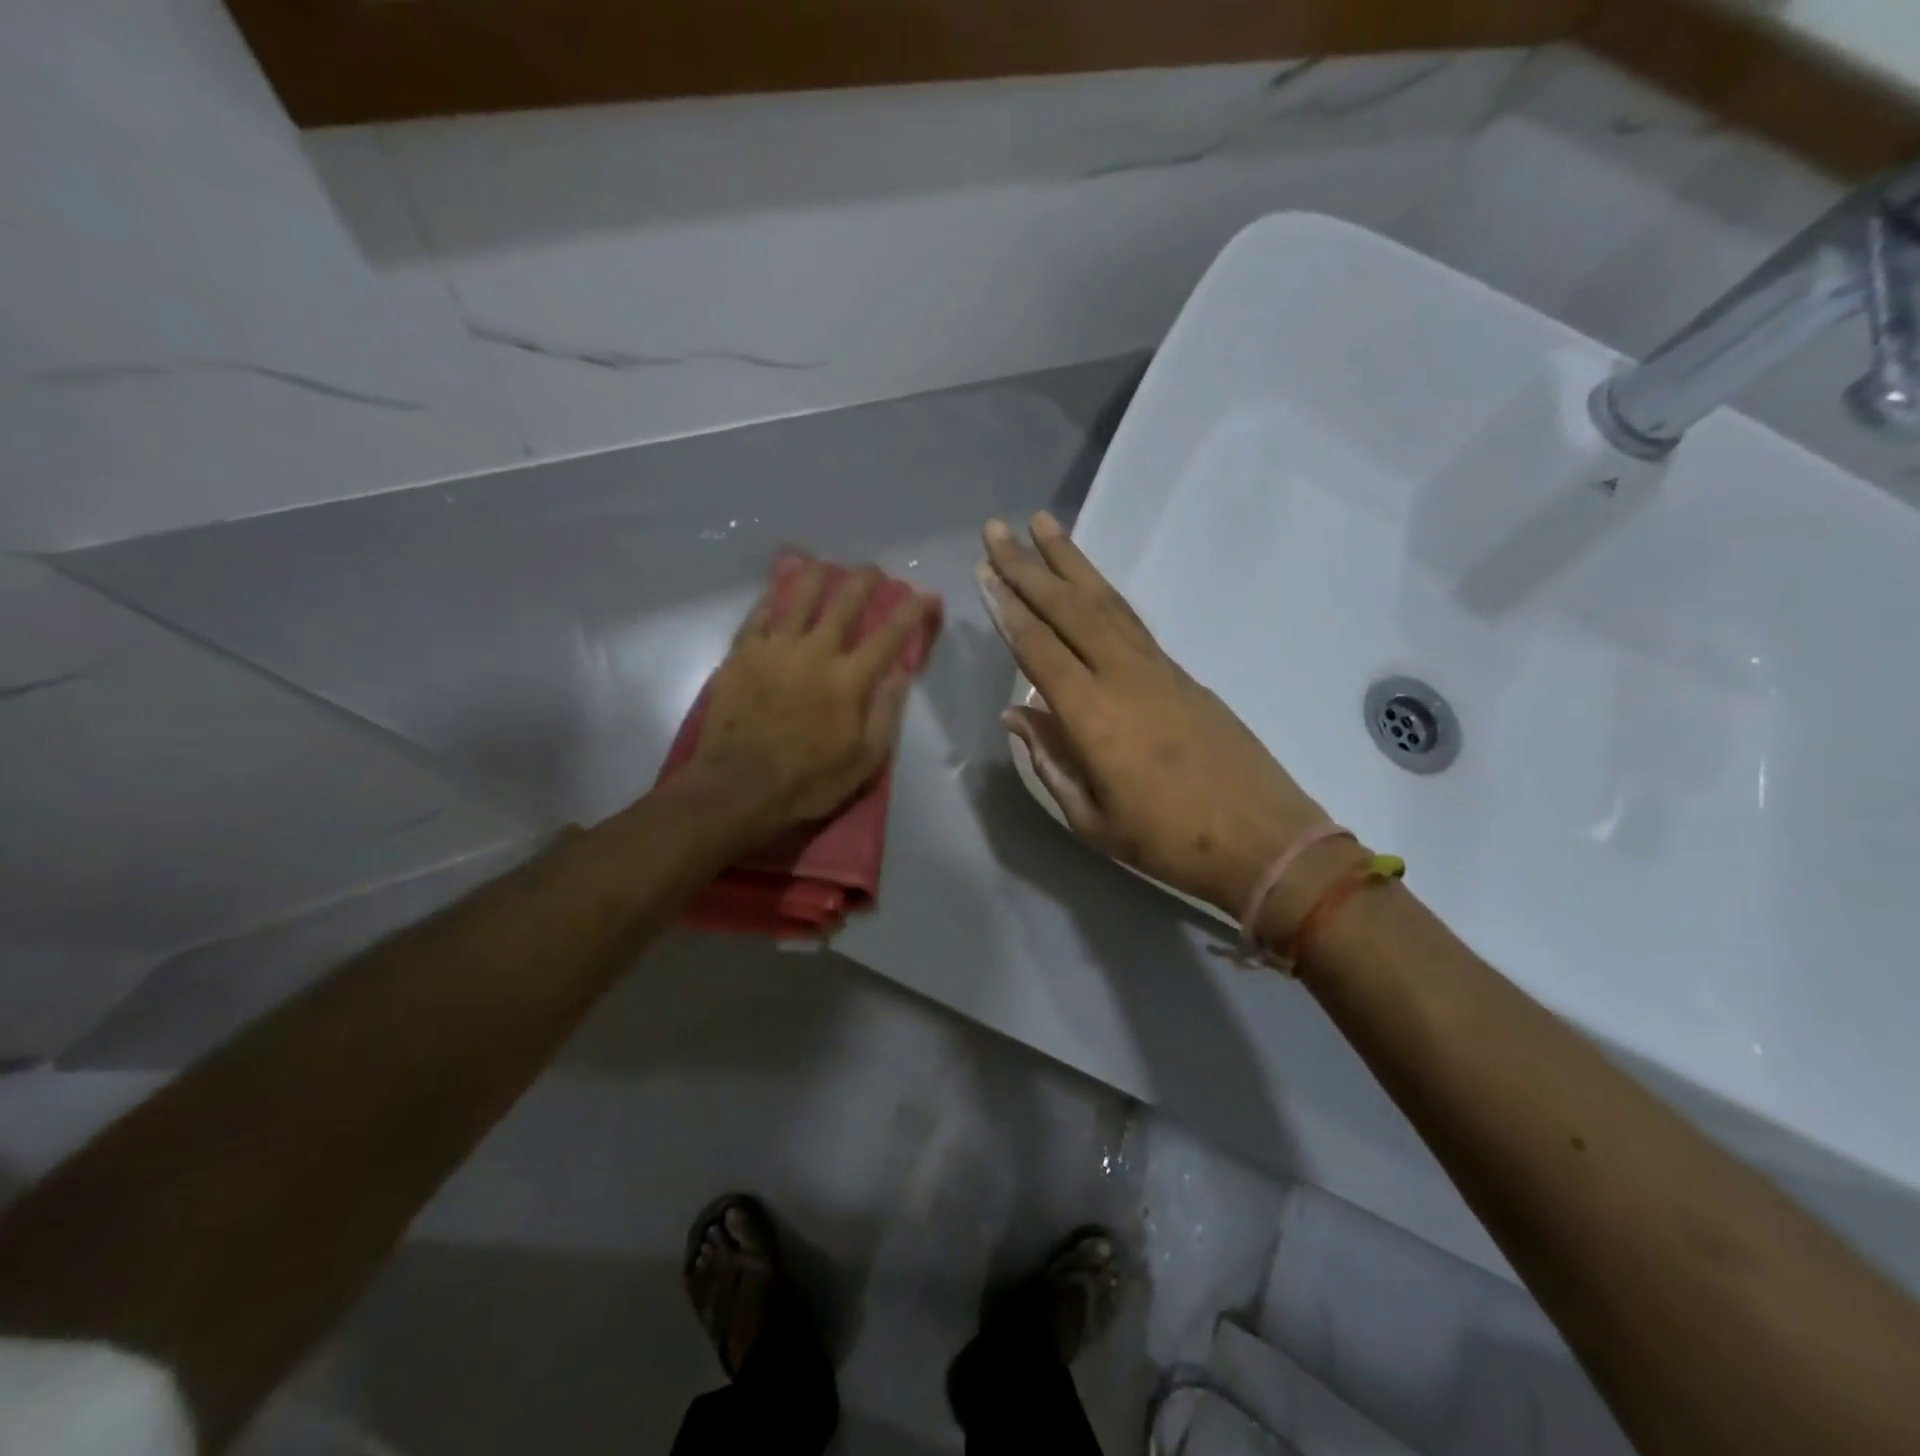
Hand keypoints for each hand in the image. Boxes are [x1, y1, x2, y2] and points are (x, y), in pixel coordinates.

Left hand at [690, 560, 939, 840]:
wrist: (738, 787)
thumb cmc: (808, 781)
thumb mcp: (864, 761)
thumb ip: (885, 712)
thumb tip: (901, 673)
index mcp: (849, 680)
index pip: (890, 635)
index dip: (912, 611)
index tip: (927, 594)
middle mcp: (815, 652)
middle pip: (845, 603)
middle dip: (864, 581)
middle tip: (872, 571)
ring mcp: (775, 648)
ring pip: (798, 596)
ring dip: (816, 575)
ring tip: (823, 565)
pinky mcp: (742, 653)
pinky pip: (759, 613)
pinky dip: (772, 597)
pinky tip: (777, 588)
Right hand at [979, 514, 1323, 915]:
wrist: (1263, 839)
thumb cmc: (1168, 842)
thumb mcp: (1093, 819)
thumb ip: (1050, 761)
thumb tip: (1014, 716)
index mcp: (1093, 716)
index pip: (1038, 649)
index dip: (1008, 609)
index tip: (984, 573)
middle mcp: (1123, 677)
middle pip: (1069, 609)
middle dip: (1028, 567)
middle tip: (997, 530)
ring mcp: (1158, 669)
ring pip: (1106, 602)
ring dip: (1070, 562)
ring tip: (1043, 525)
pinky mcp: (1182, 673)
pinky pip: (1132, 620)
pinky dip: (1104, 592)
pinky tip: (1090, 582)